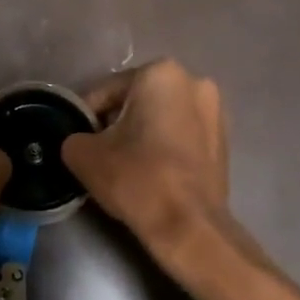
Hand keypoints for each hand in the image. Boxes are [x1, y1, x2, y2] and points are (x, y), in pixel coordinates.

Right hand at [62, 60, 228, 251]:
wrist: (188, 225)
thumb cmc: (136, 178)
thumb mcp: (83, 154)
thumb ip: (74, 136)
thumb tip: (80, 140)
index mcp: (160, 74)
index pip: (106, 92)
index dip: (86, 117)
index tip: (78, 141)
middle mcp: (194, 82)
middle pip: (137, 101)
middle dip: (117, 122)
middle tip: (99, 151)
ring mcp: (216, 111)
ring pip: (161, 118)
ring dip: (142, 133)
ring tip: (125, 163)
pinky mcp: (224, 141)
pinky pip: (181, 136)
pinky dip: (164, 146)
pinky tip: (151, 171)